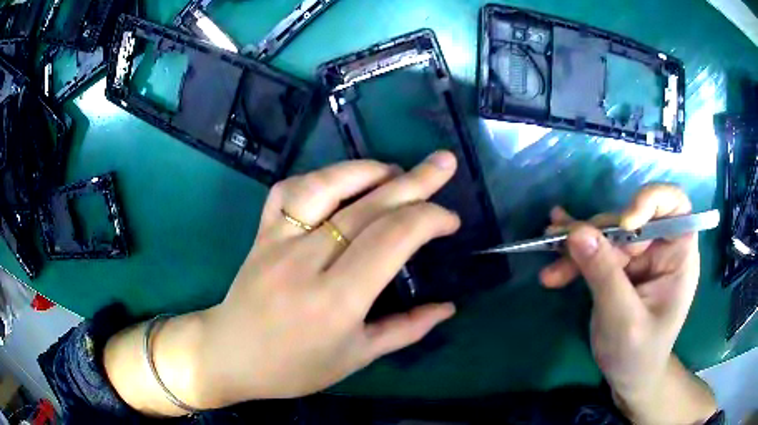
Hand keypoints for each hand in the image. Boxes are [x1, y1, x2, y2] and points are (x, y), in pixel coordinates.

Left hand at [197, 152, 459, 406]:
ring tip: (394, 170)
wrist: (232, 355)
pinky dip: (318, 178)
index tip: (450, 220)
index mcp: (336, 301)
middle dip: (415, 181)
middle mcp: (307, 262)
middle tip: (444, 164)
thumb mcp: (356, 357)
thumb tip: (449, 307)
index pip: (391, 240)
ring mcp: (278, 241)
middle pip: (368, 207)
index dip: (428, 219)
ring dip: (365, 170)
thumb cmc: (295, 367)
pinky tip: (338, 182)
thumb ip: (406, 329)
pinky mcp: (261, 233)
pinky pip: (288, 191)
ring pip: (325, 186)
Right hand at [540, 184, 716, 423]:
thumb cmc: (638, 354)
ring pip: (607, 234)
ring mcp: (639, 256)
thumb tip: (576, 232)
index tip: (625, 223)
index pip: (674, 205)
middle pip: (630, 220)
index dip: (651, 201)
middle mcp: (660, 248)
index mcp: (679, 255)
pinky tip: (555, 249)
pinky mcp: (620, 266)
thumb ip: (604, 275)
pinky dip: (575, 253)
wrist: (629, 376)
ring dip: (578, 245)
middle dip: (598, 235)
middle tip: (562, 250)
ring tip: (551, 256)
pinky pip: (596, 249)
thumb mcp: (623, 318)